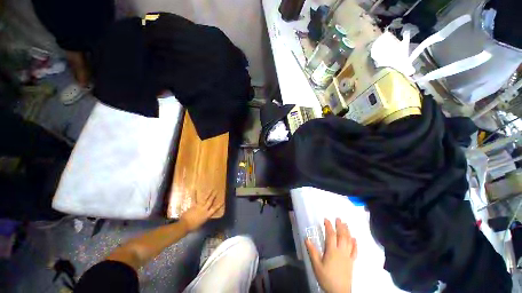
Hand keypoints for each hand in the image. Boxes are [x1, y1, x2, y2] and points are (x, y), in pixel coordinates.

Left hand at [179, 190, 222, 231]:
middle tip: (216, 191)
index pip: (214, 209)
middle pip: (210, 201)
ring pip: (204, 199)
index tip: (222, 201)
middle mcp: (204, 209)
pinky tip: (194, 189)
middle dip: (213, 196)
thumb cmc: (193, 227)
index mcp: (207, 215)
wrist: (184, 225)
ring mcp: (199, 206)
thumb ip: (204, 219)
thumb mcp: (201, 224)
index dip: (219, 205)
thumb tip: (205, 217)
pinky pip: (194, 199)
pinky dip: (194, 194)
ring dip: (208, 193)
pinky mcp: (193, 205)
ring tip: (211, 189)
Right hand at [305, 218, 356, 292]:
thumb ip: (312, 251)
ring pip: (349, 241)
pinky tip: (354, 239)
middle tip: (338, 218)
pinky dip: (355, 244)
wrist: (339, 292)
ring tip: (346, 224)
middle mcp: (341, 251)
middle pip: (342, 236)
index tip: (326, 219)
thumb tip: (306, 238)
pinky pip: (355, 251)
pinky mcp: (352, 262)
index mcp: (332, 251)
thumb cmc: (326, 278)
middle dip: (340, 226)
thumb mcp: (316, 265)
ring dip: (347, 232)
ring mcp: (348, 256)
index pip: (331, 235)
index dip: (329, 226)